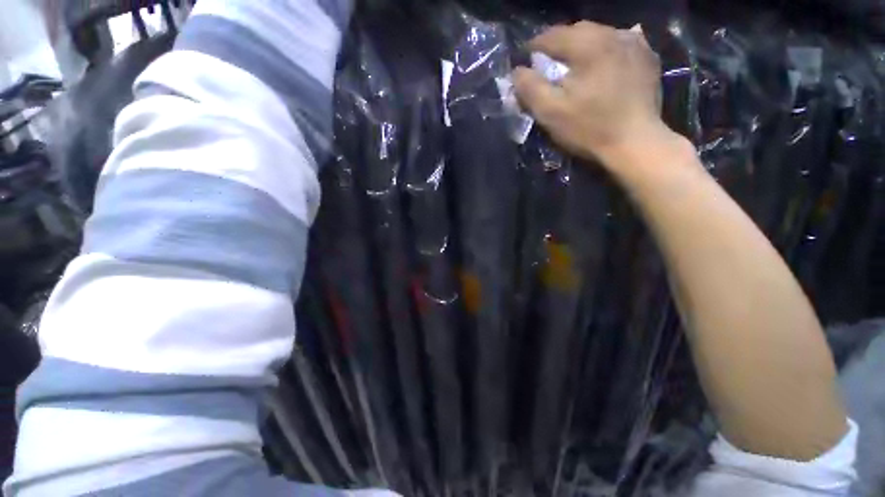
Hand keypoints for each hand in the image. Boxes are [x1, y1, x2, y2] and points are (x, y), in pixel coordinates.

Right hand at [513, 22, 674, 168]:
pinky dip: (607, 50)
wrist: (635, 143)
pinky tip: (603, 64)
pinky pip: (622, 43)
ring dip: (583, 45)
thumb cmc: (589, 128)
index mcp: (588, 45)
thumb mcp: (550, 112)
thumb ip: (530, 88)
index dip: (534, 47)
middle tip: (549, 64)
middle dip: (559, 44)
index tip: (526, 60)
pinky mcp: (648, 58)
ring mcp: (636, 44)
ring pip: (601, 34)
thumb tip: (517, 71)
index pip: (553, 35)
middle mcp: (614, 34)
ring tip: (575, 64)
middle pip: (578, 30)